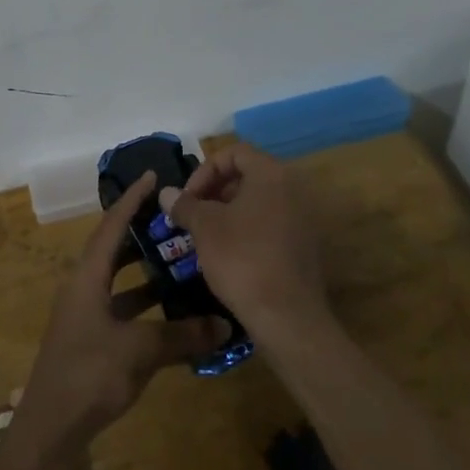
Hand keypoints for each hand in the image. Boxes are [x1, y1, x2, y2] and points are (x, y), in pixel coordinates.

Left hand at [17, 172, 230, 449]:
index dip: (132, 200)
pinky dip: (144, 305)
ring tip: (179, 260)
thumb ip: (183, 335)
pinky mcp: (90, 340)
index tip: (152, 177)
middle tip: (173, 219)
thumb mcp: (140, 350)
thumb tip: (224, 324)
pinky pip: (121, 308)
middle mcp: (83, 289)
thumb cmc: (90, 374)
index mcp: (87, 278)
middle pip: (113, 249)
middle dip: (140, 232)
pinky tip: (170, 313)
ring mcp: (84, 316)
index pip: (111, 226)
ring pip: (118, 281)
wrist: (50, 429)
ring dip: (145, 271)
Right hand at [162, 144, 328, 338]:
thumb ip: (185, 205)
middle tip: (193, 215)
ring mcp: (302, 218)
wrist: (287, 316)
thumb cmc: (242, 259)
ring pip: (258, 201)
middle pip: (247, 175)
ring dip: (228, 212)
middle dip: (214, 191)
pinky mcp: (303, 246)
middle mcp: (292, 189)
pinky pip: (270, 224)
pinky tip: (228, 255)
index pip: (234, 152)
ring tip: (205, 236)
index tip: (188, 197)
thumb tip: (166, 193)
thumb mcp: (205, 228)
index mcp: (271, 174)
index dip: (205, 170)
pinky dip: (246, 230)